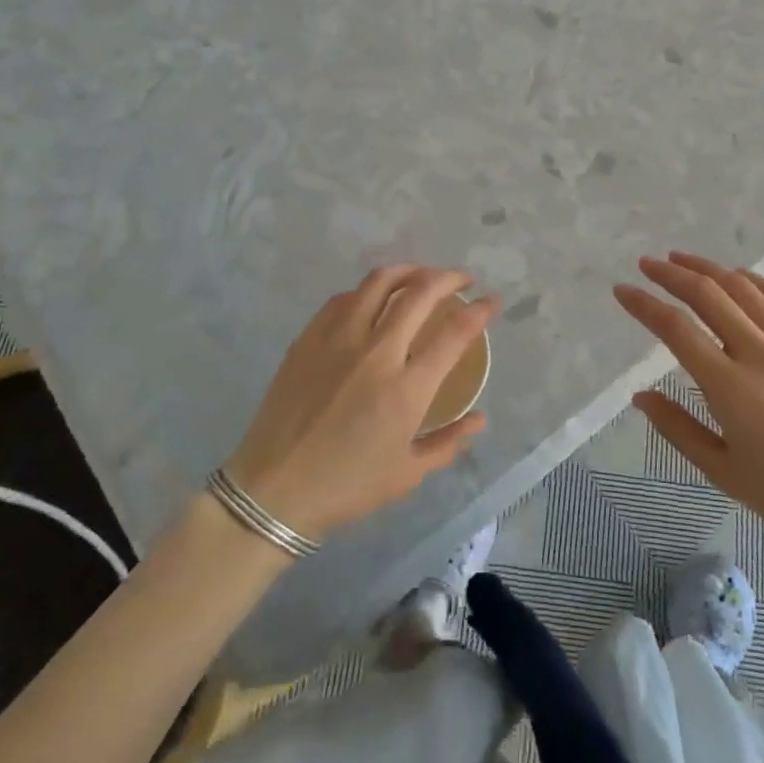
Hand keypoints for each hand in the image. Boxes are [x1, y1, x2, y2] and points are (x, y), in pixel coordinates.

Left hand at [225, 266, 495, 541]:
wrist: (273, 491)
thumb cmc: (347, 487)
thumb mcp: (407, 473)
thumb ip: (449, 442)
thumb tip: (479, 419)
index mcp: (405, 389)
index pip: (454, 333)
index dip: (478, 310)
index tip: (490, 302)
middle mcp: (376, 353)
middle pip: (420, 293)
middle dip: (449, 278)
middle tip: (461, 280)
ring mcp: (338, 340)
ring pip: (379, 283)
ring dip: (409, 271)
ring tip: (421, 276)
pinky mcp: (308, 339)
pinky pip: (343, 299)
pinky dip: (367, 291)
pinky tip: (373, 298)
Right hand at [616, 252, 763, 579]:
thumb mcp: (723, 472)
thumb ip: (677, 429)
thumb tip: (640, 395)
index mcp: (731, 386)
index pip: (676, 329)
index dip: (644, 305)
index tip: (622, 290)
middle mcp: (761, 352)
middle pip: (708, 294)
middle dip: (671, 273)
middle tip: (647, 264)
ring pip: (745, 287)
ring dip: (709, 268)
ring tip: (683, 259)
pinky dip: (755, 280)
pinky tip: (740, 277)